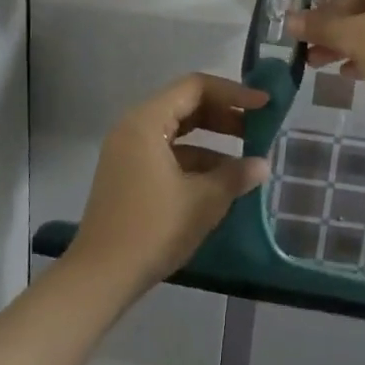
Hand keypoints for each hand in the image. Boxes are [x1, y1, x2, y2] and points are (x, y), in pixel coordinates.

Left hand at [69, 73, 271, 295]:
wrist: (100, 277)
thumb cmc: (153, 229)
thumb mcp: (203, 201)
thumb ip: (236, 176)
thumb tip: (262, 164)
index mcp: (147, 122)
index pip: (195, 87)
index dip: (233, 92)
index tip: (264, 105)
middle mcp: (133, 128)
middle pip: (185, 105)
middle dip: (224, 115)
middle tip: (258, 128)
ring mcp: (128, 152)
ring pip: (177, 131)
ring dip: (212, 140)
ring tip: (245, 159)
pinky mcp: (128, 175)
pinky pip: (167, 153)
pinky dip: (195, 160)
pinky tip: (220, 181)